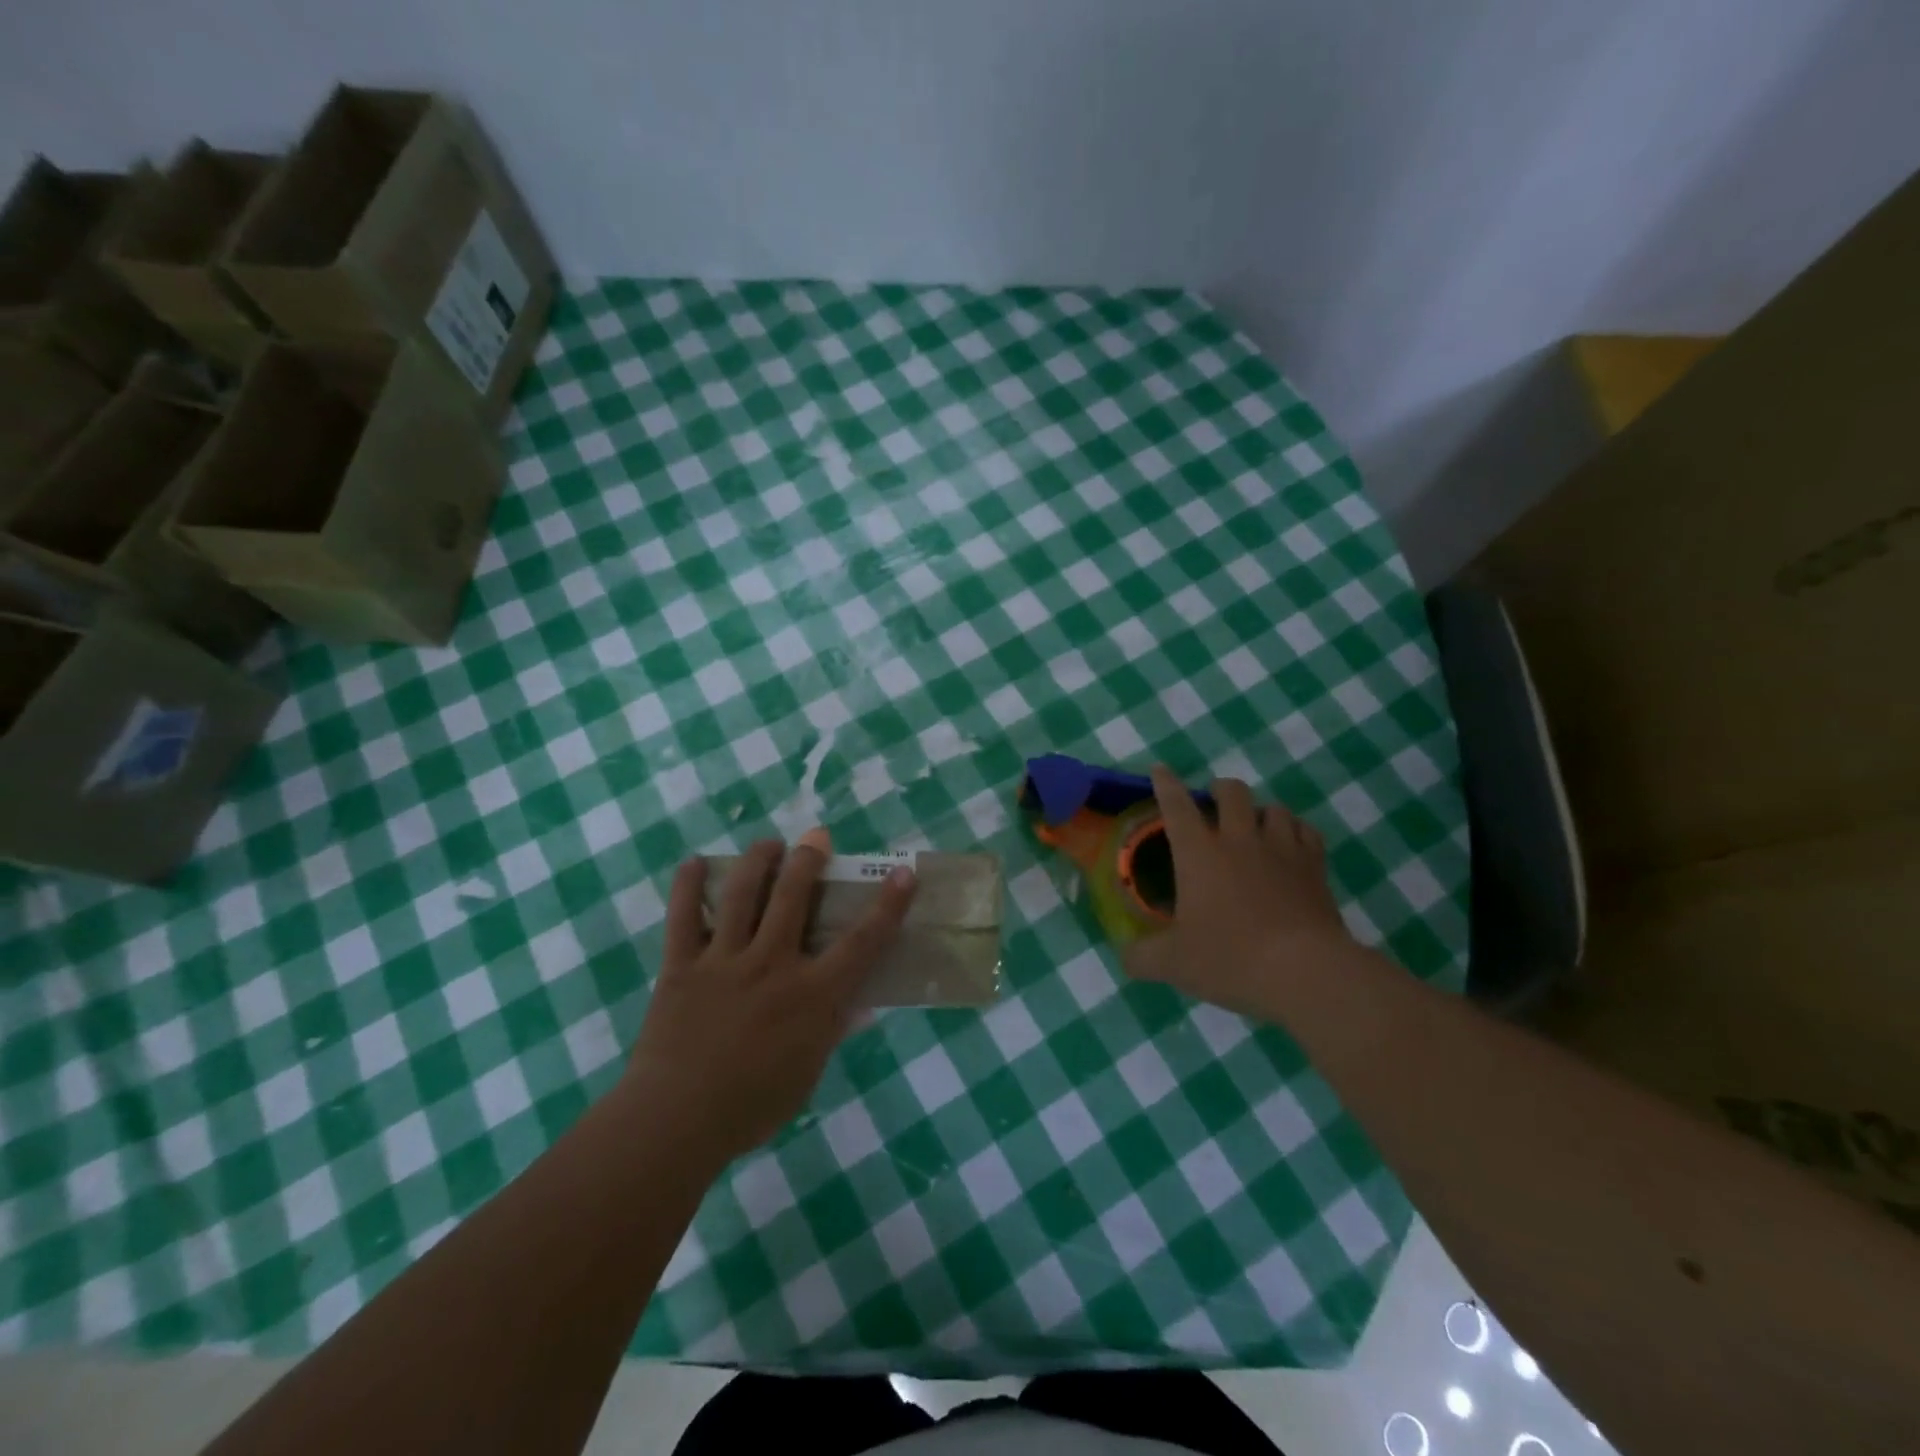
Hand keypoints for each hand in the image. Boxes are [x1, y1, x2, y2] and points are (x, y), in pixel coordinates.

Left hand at [622, 833, 916, 1163]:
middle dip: (808, 859)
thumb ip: (831, 1030)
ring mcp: (724, 960)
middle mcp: (772, 964)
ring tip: (768, 843)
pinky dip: (687, 885)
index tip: (904, 873)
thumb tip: (859, 1005)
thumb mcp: (808, 1073)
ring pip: (743, 895)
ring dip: (758, 861)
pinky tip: (694, 861)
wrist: (676, 1121)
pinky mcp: (682, 965)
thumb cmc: (753, 1105)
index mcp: (812, 994)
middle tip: (815, 837)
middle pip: (794, 897)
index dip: (888, 905)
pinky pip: (684, 917)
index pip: (862, 941)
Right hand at [1123, 767, 1354, 1014]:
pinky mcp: (1315, 867)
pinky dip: (1296, 831)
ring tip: (1255, 824)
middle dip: (1220, 789)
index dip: (1166, 784)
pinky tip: (1292, 842)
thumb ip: (1142, 957)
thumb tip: (1125, 955)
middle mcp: (1239, 840)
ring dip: (1261, 811)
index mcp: (1198, 854)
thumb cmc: (1230, 958)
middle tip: (1214, 801)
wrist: (1305, 971)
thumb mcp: (1174, 964)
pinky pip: (1306, 832)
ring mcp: (1282, 850)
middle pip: (1232, 792)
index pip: (1176, 806)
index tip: (1160, 769)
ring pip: (1273, 808)